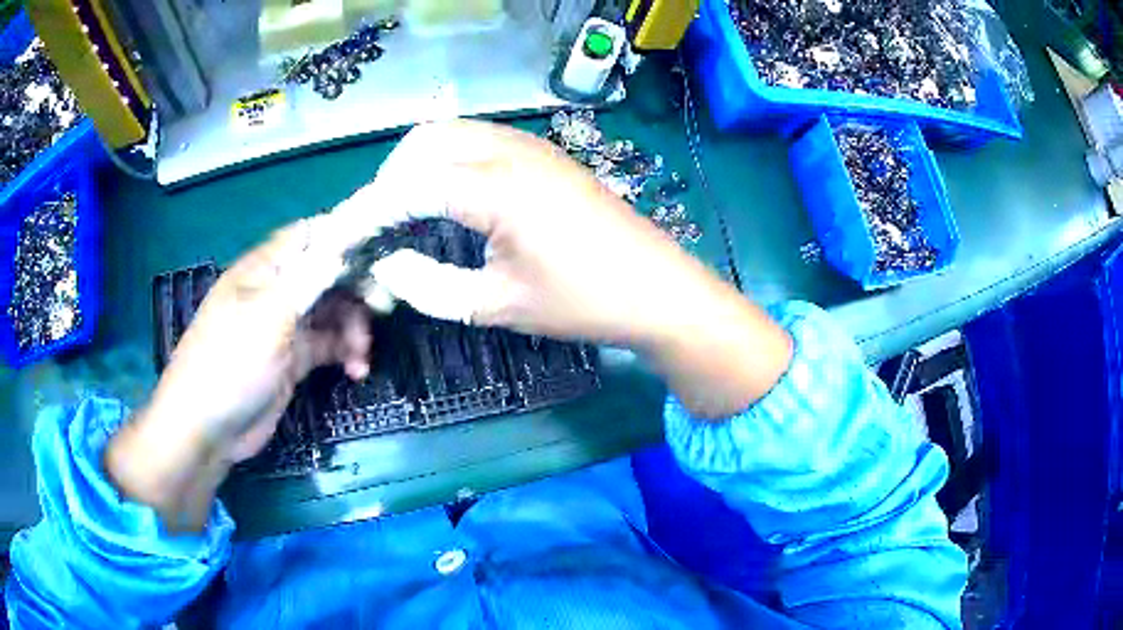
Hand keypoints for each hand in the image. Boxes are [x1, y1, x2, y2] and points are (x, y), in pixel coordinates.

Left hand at [106, 221, 373, 531]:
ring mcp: (284, 326)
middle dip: (356, 287)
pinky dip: (345, 353)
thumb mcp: (268, 317)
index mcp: (264, 269)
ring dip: (354, 327)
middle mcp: (276, 291)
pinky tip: (356, 371)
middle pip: (326, 273)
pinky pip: (328, 345)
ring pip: (331, 311)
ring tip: (362, 354)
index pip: (309, 236)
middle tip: (383, 307)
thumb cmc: (230, 364)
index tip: (380, 247)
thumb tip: (345, 239)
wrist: (208, 429)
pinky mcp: (292, 359)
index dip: (344, 235)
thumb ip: (308, 277)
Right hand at [335, 120, 721, 343]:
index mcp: (495, 188)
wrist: (657, 288)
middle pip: (426, 141)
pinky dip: (452, 158)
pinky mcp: (547, 154)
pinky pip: (482, 139)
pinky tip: (453, 194)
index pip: (409, 185)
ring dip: (421, 162)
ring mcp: (532, 146)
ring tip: (410, 209)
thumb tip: (386, 265)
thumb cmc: (582, 302)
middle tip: (383, 224)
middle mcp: (510, 152)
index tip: (345, 236)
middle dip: (392, 178)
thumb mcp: (497, 305)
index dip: (369, 210)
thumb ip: (430, 286)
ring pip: (454, 132)